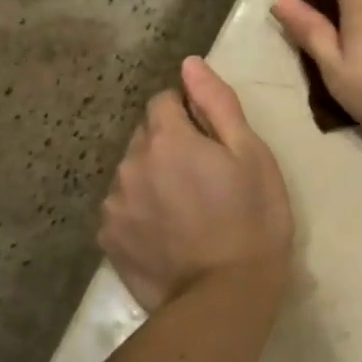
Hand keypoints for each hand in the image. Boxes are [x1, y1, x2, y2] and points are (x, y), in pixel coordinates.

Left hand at [100, 57, 293, 311]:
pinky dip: (140, 211)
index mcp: (167, 139)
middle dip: (170, 145)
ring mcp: (114, 205)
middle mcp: (130, 164)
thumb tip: (189, 64)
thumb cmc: (253, 218)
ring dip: (153, 177)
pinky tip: (168, 233)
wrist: (226, 296)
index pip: (164, 101)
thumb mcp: (251, 154)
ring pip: (132, 173)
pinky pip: (122, 208)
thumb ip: (217, 104)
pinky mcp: (108, 240)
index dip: (189, 114)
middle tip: (206, 178)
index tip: (213, 141)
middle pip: (146, 137)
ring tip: (187, 210)